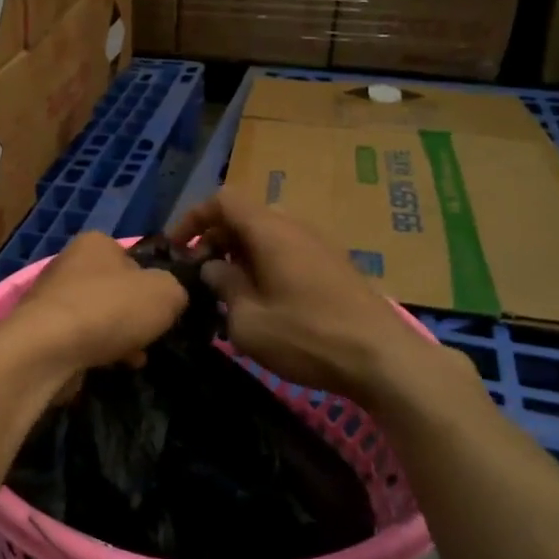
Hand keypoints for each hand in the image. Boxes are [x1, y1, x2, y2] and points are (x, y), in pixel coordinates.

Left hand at [3, 232, 187, 380]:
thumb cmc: (110, 309)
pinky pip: (80, 339)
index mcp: (96, 243)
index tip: (164, 308)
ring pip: (99, 317)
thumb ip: (176, 290)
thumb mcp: (166, 293)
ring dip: (120, 336)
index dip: (154, 283)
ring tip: (136, 357)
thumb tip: (170, 298)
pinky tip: (111, 367)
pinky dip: (97, 351)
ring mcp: (52, 298)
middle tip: (152, 335)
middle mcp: (69, 263)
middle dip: (135, 315)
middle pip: (116, 290)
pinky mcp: (41, 331)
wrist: (48, 349)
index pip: (134, 258)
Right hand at [170, 189, 478, 407]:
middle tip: (198, 276)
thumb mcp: (248, 320)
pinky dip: (264, 265)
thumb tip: (213, 268)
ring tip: (226, 294)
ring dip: (239, 256)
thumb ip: (224, 287)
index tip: (177, 249)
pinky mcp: (333, 266)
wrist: (382, 358)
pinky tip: (262, 303)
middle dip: (214, 240)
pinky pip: (287, 252)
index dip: (193, 218)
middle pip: (244, 217)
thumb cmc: (307, 337)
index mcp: (269, 231)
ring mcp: (318, 245)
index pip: (223, 200)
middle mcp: (294, 227)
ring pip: (266, 236)